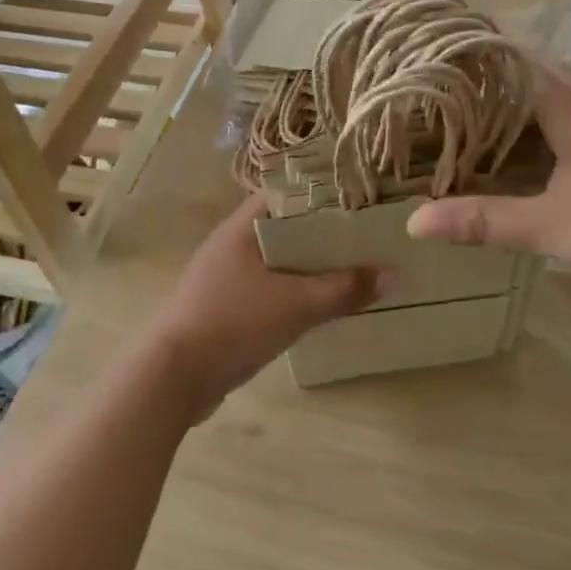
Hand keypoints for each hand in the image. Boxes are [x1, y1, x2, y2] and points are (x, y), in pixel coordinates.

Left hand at [142, 197, 383, 414]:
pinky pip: (272, 288)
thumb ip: (345, 289)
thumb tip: (397, 275)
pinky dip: (298, 291)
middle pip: (289, 227)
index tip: (362, 198)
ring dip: (314, 265)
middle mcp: (234, 244)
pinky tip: (326, 303)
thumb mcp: (296, 304)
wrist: (174, 377)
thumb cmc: (232, 323)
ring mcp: (228, 277)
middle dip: (327, 233)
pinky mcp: (229, 306)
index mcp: (243, 227)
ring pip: (281, 261)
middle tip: (371, 235)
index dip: (324, 192)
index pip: (288, 193)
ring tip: (358, 266)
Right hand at [408, 67, 570, 306]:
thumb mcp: (546, 226)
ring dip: (536, 105)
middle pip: (549, 81)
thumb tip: (413, 221)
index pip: (523, 70)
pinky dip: (559, 130)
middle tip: (465, 87)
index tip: (450, 60)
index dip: (488, 62)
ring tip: (495, 114)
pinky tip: (549, 155)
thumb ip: (482, 221)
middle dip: (509, 81)